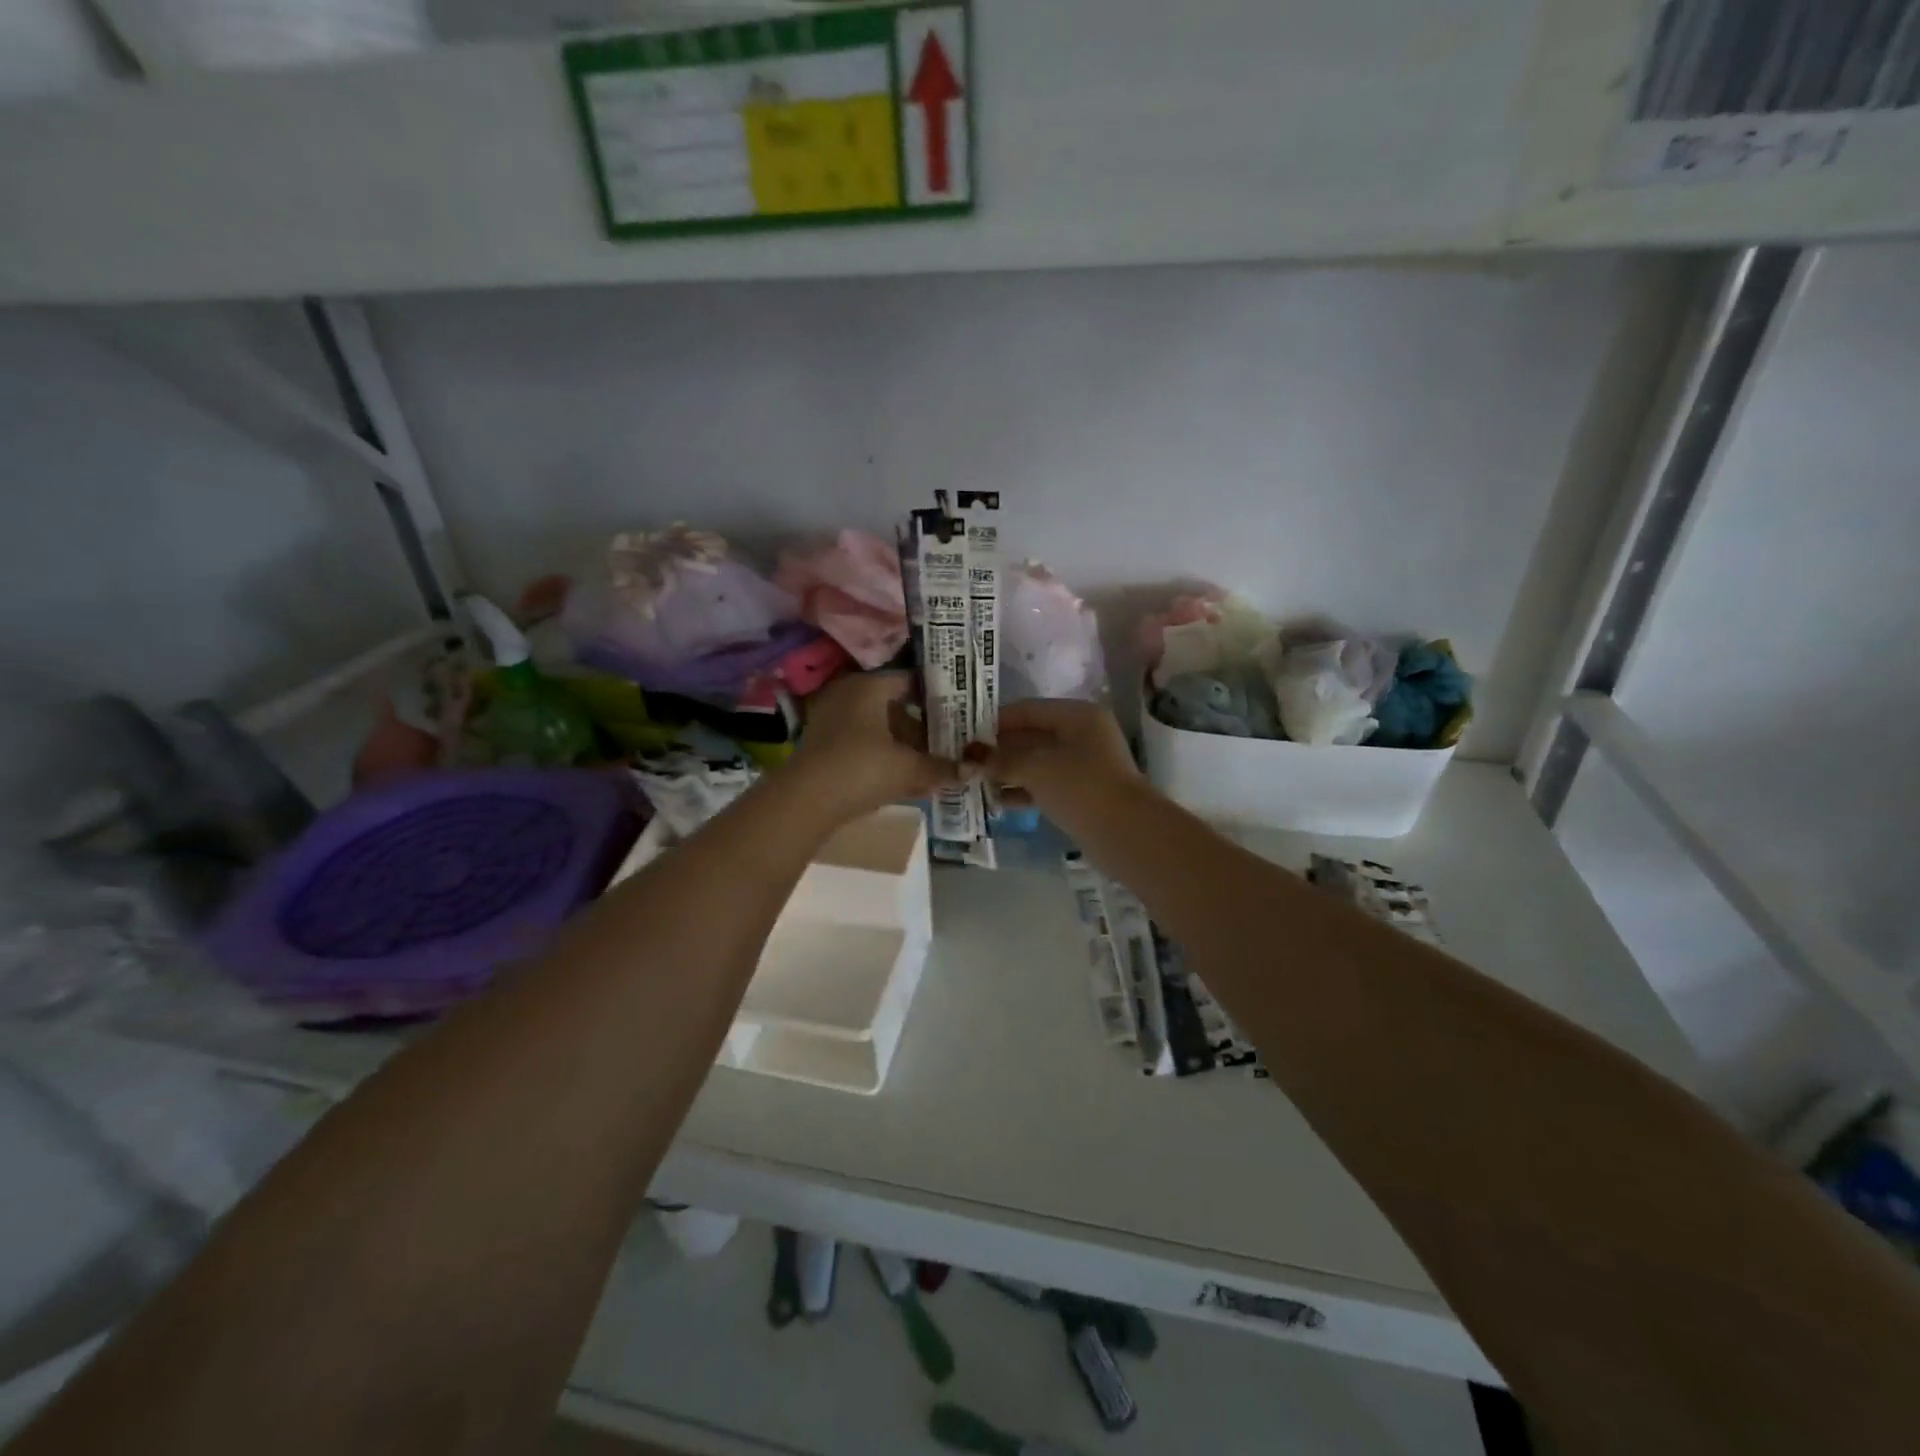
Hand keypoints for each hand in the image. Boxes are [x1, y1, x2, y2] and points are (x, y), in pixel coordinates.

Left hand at [790, 672, 956, 822]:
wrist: (807, 800)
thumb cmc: (863, 769)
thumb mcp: (909, 768)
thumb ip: (942, 767)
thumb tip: (973, 769)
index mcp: (870, 687)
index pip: (910, 680)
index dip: (936, 695)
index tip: (958, 711)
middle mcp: (849, 695)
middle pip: (894, 705)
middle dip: (921, 725)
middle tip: (948, 739)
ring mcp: (832, 720)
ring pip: (878, 727)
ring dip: (902, 743)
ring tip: (930, 762)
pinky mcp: (823, 745)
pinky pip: (862, 743)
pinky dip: (882, 755)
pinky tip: (902, 776)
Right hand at [973, 699, 1137, 810]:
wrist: (1126, 833)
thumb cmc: (1080, 787)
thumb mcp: (1035, 768)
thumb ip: (1000, 760)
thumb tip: (971, 759)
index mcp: (1077, 716)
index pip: (1027, 710)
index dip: (994, 721)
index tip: (963, 734)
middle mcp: (1082, 734)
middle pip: (1031, 735)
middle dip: (998, 749)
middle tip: (965, 761)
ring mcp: (1084, 765)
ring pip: (1036, 762)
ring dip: (1007, 771)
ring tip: (974, 782)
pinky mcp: (1081, 793)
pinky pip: (1045, 785)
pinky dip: (1023, 790)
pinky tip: (997, 801)